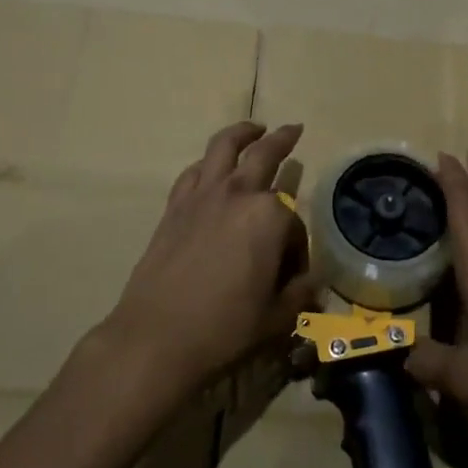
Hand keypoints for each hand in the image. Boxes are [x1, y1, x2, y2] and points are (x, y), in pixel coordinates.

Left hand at [104, 121, 314, 393]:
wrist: (156, 338)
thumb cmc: (225, 328)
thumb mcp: (276, 318)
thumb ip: (299, 294)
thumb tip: (311, 284)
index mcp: (270, 217)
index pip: (295, 223)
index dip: (297, 250)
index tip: (292, 277)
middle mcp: (237, 194)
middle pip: (264, 154)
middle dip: (283, 140)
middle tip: (293, 129)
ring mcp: (202, 196)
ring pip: (223, 148)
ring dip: (241, 133)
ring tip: (253, 129)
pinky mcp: (174, 208)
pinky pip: (193, 172)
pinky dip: (207, 164)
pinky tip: (210, 169)